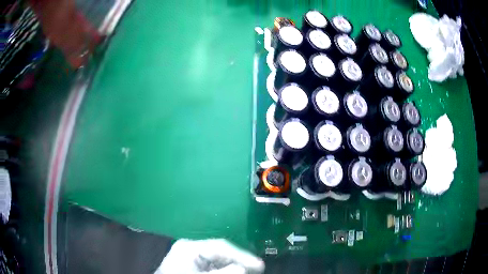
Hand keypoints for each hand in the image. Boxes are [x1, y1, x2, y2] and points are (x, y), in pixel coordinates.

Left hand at [154, 239, 264, 273]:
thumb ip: (221, 273)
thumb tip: (243, 268)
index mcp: (190, 247)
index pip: (221, 246)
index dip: (242, 255)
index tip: (258, 265)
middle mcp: (191, 248)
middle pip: (221, 251)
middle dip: (239, 260)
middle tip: (256, 268)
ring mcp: (191, 256)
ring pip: (218, 259)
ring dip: (233, 265)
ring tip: (248, 270)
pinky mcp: (193, 264)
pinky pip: (213, 264)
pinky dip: (224, 269)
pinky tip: (234, 271)